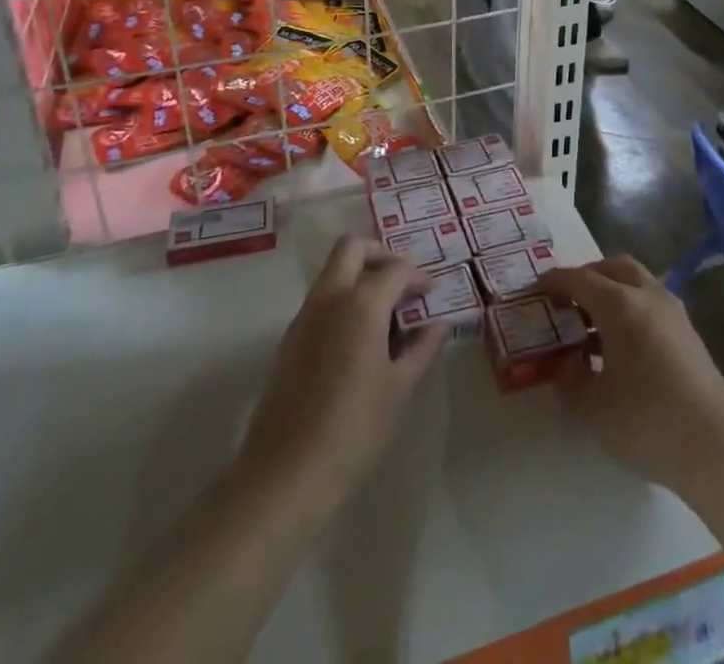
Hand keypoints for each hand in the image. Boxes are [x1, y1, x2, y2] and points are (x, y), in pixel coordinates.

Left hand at [238, 236, 444, 498]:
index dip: (418, 277)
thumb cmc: (354, 429)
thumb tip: (438, 326)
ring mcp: (304, 318)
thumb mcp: (400, 389)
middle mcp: (329, 298)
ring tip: (386, 315)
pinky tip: (360, 341)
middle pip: (352, 248)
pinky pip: (320, 301)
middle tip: (402, 283)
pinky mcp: (289, 341)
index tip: (432, 295)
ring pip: (332, 273)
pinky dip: (343, 302)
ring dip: (359, 278)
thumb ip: (422, 349)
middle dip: (380, 255)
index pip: (396, 269)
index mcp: (361, 303)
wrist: (285, 474)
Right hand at [539, 257, 723, 495]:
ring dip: (611, 290)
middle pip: (613, 267)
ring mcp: (674, 312)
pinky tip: (621, 344)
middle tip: (566, 300)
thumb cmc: (647, 422)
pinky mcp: (688, 332)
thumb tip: (563, 362)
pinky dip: (630, 306)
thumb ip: (569, 378)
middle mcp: (649, 296)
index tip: (536, 290)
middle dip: (587, 276)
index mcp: (621, 305)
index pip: (580, 278)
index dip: (555, 281)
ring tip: (591, 325)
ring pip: (636, 281)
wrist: (716, 448)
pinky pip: (651, 302)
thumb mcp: (593, 406)